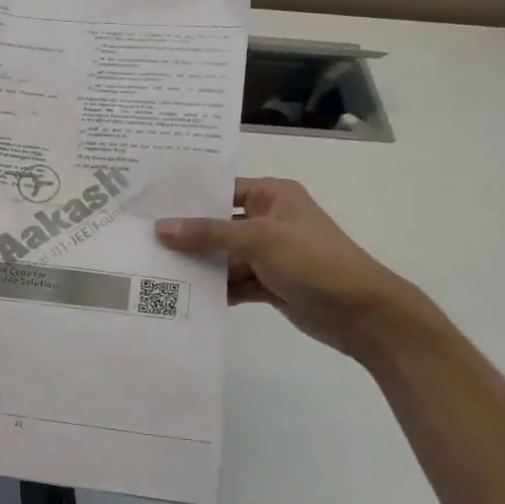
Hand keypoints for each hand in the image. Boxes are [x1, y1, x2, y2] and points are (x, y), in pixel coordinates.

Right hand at [155, 177, 421, 356]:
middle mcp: (268, 220)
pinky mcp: (269, 284)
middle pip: (218, 225)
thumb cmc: (313, 261)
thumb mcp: (258, 240)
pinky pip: (234, 282)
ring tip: (156, 272)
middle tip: (143, 241)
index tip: (150, 205)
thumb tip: (161, 227)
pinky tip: (184, 297)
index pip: (222, 190)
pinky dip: (215, 289)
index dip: (189, 198)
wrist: (361, 313)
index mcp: (272, 196)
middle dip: (187, 235)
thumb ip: (208, 234)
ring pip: (223, 257)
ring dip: (199, 266)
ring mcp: (269, 254)